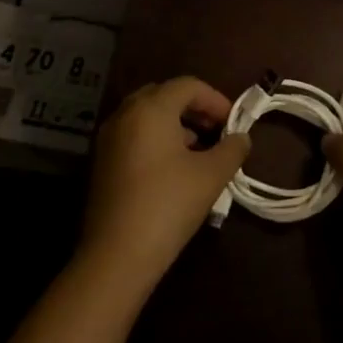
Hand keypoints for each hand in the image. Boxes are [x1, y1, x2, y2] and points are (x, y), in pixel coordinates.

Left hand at [80, 77, 249, 294]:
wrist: (117, 256)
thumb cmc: (168, 205)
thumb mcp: (212, 175)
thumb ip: (232, 149)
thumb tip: (241, 137)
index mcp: (151, 108)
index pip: (188, 85)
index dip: (216, 100)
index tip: (234, 123)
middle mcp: (125, 114)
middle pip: (164, 95)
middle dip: (194, 109)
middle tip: (216, 130)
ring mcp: (109, 138)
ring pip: (147, 115)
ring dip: (175, 124)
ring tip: (199, 151)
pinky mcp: (102, 162)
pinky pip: (134, 134)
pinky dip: (156, 139)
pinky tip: (173, 168)